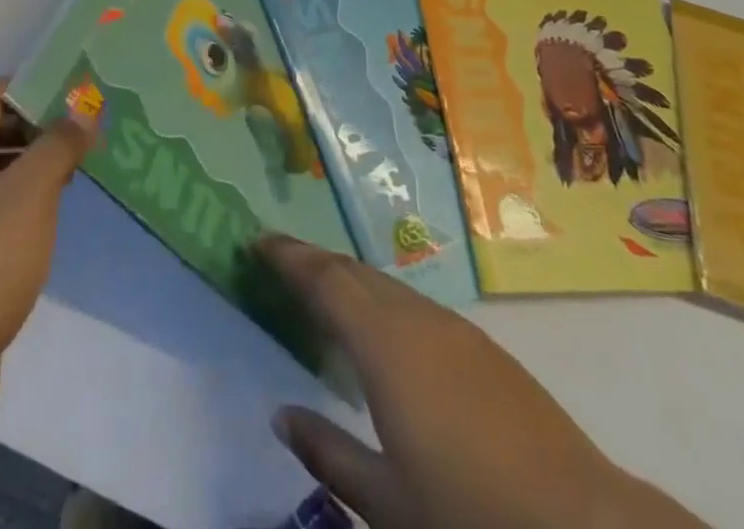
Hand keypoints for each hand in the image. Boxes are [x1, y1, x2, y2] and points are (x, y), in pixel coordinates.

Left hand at [0, 79, 94, 417]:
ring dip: (32, 164)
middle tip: (86, 138)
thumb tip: (83, 110)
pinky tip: (48, 219)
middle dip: (40, 126)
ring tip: (76, 174)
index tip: (80, 102)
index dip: (38, 89)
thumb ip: (59, 143)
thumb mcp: (32, 192)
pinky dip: (18, 199)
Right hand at [260, 237, 707, 528]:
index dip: (288, 256)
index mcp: (384, 344)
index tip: (257, 241)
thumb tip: (281, 415)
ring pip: (388, 286)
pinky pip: (416, 305)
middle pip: (355, 272)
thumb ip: (328, 452)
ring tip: (324, 292)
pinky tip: (384, 333)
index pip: (325, 280)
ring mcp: (457, 331)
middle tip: (281, 260)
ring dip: (351, 280)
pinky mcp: (486, 351)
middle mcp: (417, 319)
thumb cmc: (472, 520)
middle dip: (315, 261)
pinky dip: (384, 302)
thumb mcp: (387, 504)